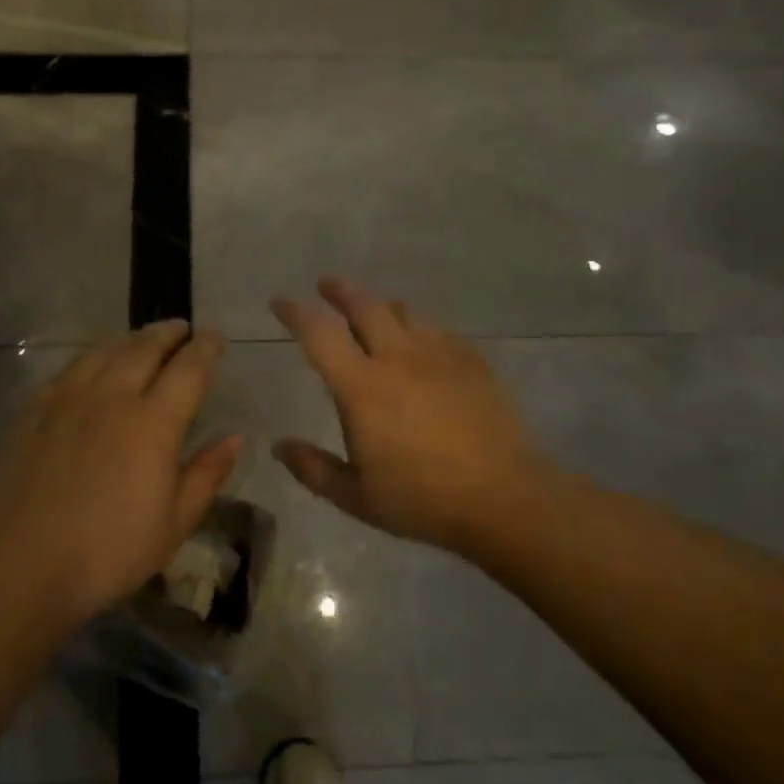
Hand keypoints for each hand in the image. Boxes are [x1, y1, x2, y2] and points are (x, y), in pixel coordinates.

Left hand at [0, 320, 242, 630]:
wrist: (24, 565)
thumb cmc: (110, 551)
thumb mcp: (175, 523)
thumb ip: (207, 474)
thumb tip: (235, 437)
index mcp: (153, 423)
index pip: (188, 369)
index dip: (205, 349)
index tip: (215, 338)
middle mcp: (112, 397)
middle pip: (144, 348)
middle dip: (168, 333)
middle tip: (181, 328)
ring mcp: (67, 401)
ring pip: (103, 352)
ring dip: (128, 339)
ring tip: (140, 339)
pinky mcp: (33, 413)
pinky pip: (67, 370)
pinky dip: (89, 359)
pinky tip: (90, 366)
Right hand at [271, 278, 551, 560]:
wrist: (504, 498)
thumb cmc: (422, 500)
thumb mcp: (356, 497)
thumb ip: (313, 469)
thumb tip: (279, 446)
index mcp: (362, 388)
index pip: (319, 335)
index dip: (295, 313)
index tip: (280, 302)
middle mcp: (398, 358)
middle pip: (364, 306)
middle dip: (340, 290)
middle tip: (326, 284)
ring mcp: (439, 355)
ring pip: (404, 312)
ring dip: (381, 306)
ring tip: (374, 311)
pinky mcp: (472, 361)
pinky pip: (438, 330)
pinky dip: (419, 327)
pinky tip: (422, 342)